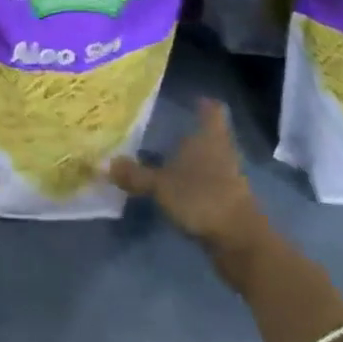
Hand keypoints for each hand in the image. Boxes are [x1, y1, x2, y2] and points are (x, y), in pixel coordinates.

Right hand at [109, 98, 265, 259]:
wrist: (239, 242)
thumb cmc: (202, 198)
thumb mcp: (161, 186)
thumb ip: (135, 175)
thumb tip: (102, 163)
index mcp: (210, 137)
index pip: (212, 110)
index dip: (203, 104)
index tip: (191, 99)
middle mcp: (221, 151)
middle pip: (209, 134)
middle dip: (190, 133)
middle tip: (163, 129)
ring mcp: (228, 177)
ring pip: (208, 159)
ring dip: (191, 160)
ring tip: (163, 160)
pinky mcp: (228, 201)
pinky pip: (207, 183)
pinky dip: (193, 183)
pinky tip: (174, 189)